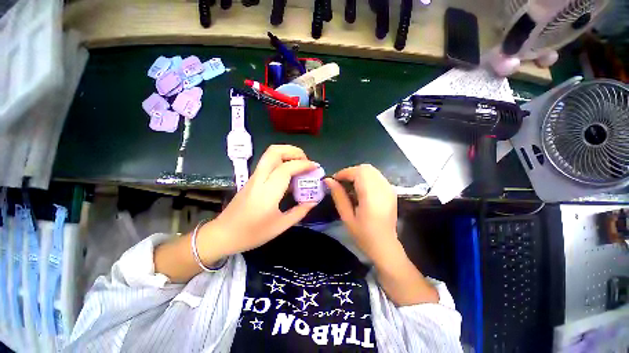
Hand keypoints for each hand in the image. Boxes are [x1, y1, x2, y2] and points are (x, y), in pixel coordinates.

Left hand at [200, 145, 317, 260]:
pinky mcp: (252, 179)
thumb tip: (314, 200)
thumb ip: (300, 211)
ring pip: (269, 154)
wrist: (223, 235)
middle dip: (293, 151)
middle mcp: (259, 179)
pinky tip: (289, 174)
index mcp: (267, 192)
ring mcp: (254, 177)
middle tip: (306, 161)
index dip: (303, 165)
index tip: (315, 168)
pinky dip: (282, 161)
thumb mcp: (280, 226)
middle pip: (274, 151)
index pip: (286, 168)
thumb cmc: (252, 234)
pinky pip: (268, 163)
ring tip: (299, 164)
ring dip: (287, 153)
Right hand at [324, 164, 398, 262]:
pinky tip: (360, 189)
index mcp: (372, 196)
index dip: (344, 173)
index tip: (334, 180)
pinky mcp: (391, 190)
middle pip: (365, 168)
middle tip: (341, 183)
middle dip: (350, 172)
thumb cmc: (364, 235)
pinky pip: (376, 176)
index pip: (358, 172)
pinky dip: (366, 177)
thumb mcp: (347, 217)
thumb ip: (338, 196)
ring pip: (371, 170)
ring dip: (358, 174)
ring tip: (349, 186)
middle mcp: (383, 188)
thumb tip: (328, 180)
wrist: (385, 246)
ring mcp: (389, 188)